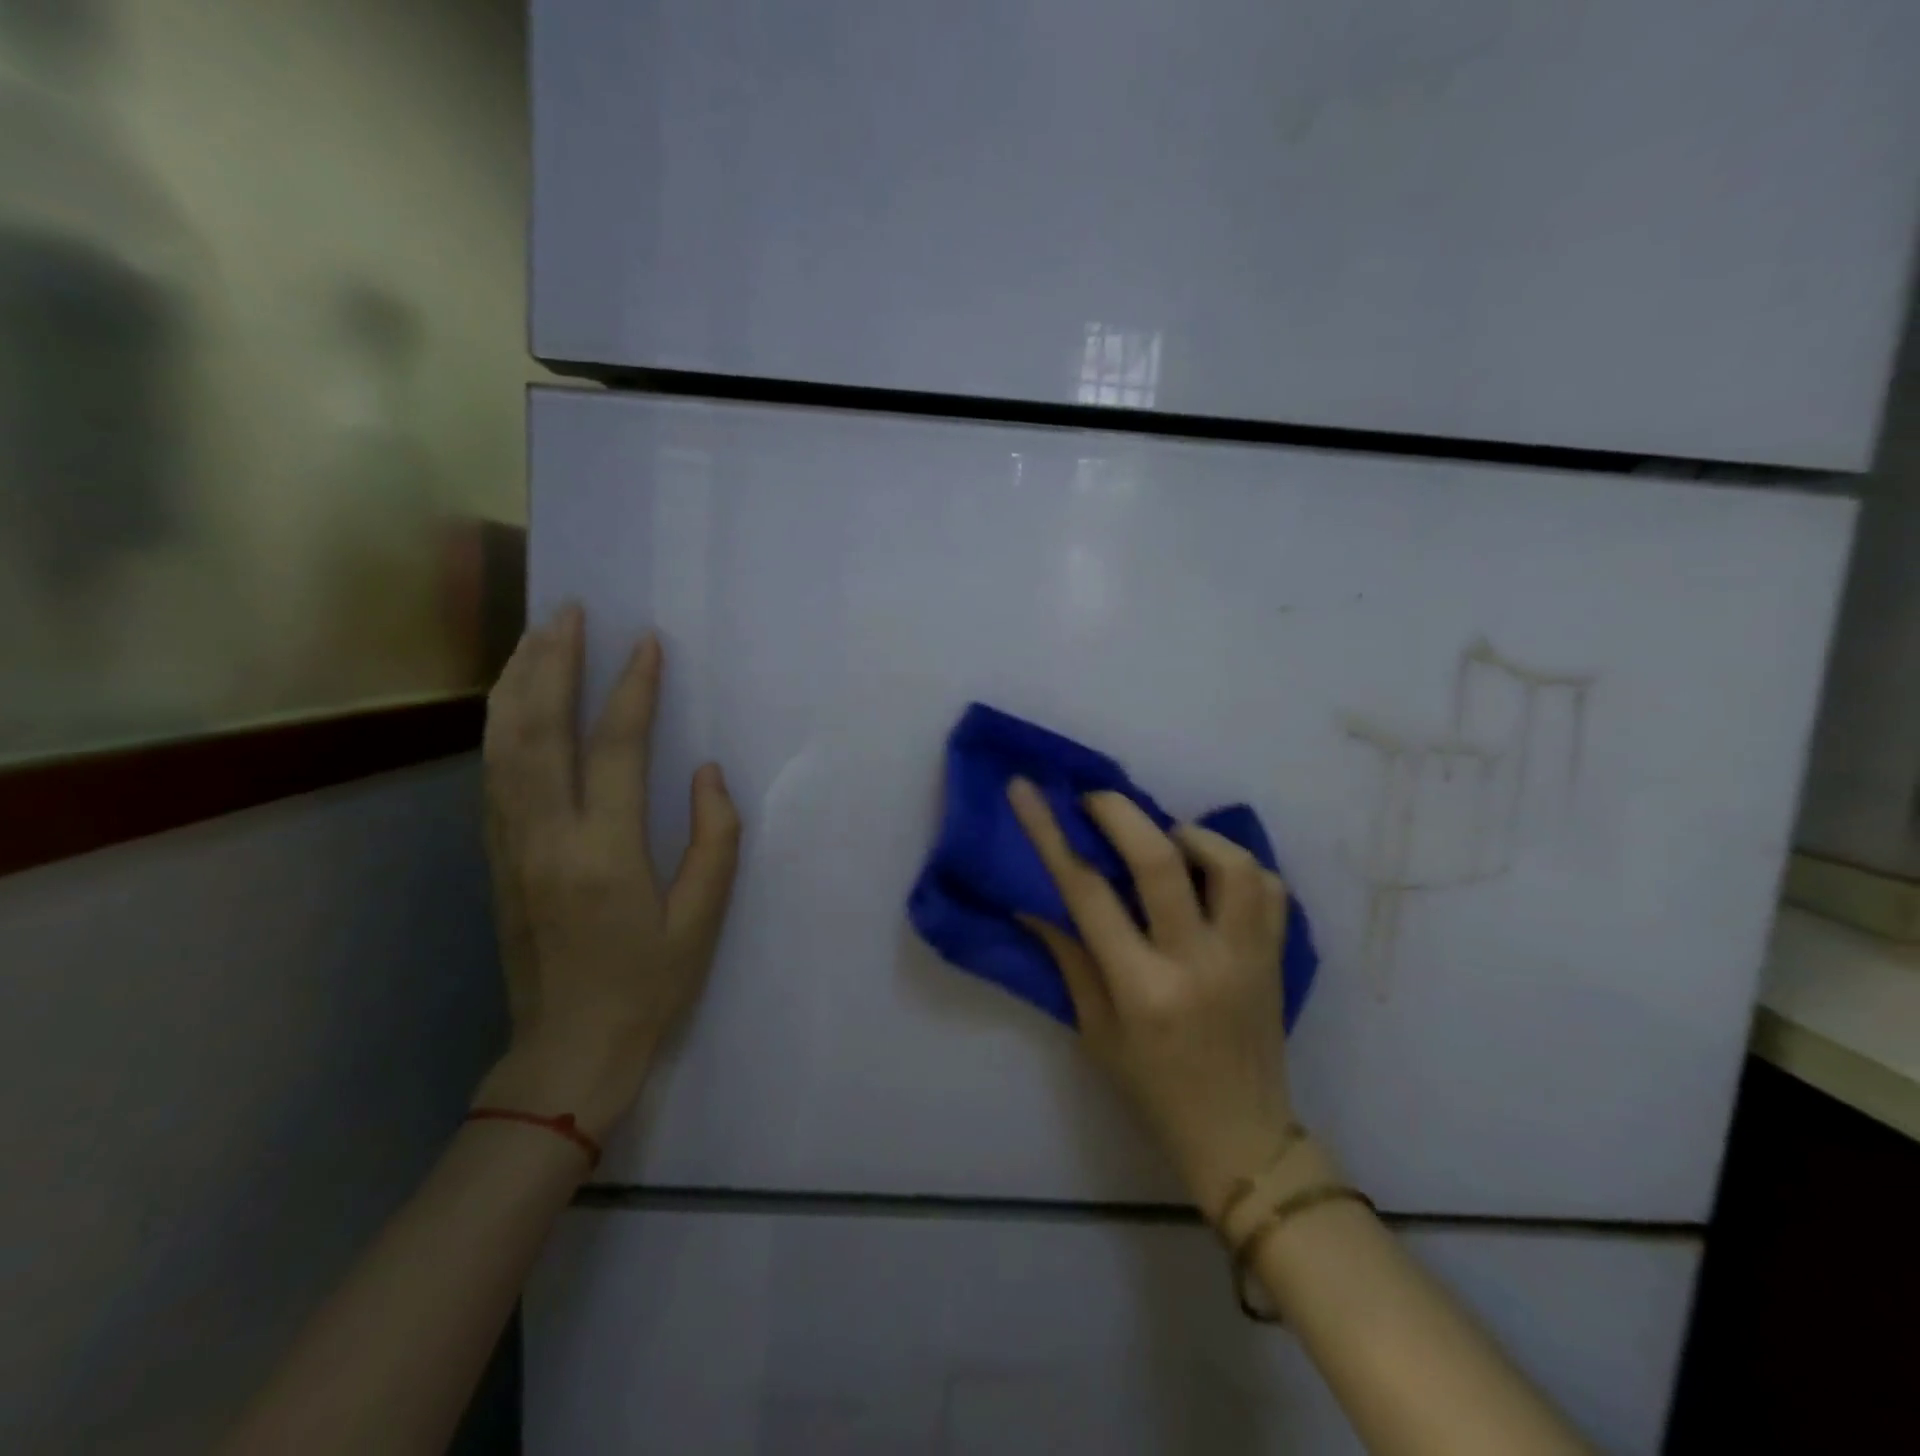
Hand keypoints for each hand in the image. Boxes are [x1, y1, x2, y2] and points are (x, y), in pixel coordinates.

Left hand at [473, 605, 740, 1141]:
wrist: (567, 1051)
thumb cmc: (648, 986)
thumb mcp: (703, 920)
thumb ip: (714, 840)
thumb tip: (707, 773)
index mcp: (604, 853)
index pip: (615, 749)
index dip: (633, 690)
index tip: (646, 643)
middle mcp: (546, 837)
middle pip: (538, 730)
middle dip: (552, 662)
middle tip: (568, 611)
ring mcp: (510, 845)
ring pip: (502, 745)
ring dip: (516, 683)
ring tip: (534, 636)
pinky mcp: (496, 857)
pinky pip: (494, 773)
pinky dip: (501, 724)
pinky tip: (513, 700)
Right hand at [1008, 779, 1294, 1216]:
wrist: (1241, 1135)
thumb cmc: (1153, 1088)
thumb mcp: (1095, 1030)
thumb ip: (1069, 957)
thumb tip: (1034, 900)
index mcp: (1142, 988)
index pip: (1087, 892)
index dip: (1050, 833)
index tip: (1026, 790)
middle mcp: (1198, 962)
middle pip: (1160, 860)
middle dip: (1119, 812)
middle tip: (1094, 799)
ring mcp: (1248, 955)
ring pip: (1230, 862)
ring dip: (1189, 834)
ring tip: (1163, 838)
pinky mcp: (1279, 955)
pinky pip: (1270, 887)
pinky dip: (1236, 864)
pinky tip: (1210, 871)